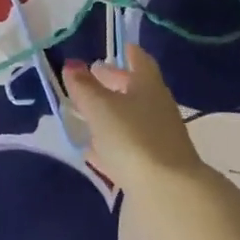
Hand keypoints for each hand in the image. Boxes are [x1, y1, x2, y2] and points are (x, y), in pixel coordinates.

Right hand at [61, 44, 208, 197]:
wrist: (168, 191)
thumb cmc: (132, 137)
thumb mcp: (100, 108)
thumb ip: (84, 86)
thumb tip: (72, 64)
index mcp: (148, 85)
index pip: (139, 59)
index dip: (126, 52)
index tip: (115, 48)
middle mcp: (157, 106)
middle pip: (135, 89)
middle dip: (113, 82)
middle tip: (92, 78)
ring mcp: (159, 137)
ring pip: (132, 118)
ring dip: (111, 114)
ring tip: (86, 114)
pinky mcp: (155, 165)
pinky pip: (130, 146)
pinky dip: (112, 143)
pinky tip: (94, 151)